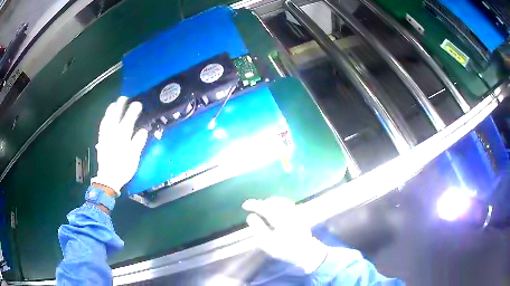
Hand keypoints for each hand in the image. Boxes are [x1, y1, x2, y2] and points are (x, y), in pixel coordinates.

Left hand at [91, 96, 147, 195]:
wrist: (108, 178)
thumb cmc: (123, 168)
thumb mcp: (134, 157)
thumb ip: (138, 142)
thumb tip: (143, 130)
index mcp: (122, 136)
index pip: (129, 119)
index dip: (134, 109)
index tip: (138, 103)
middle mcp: (113, 133)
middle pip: (116, 115)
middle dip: (120, 104)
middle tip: (124, 97)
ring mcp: (105, 135)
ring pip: (107, 118)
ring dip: (111, 109)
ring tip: (114, 103)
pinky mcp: (101, 140)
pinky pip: (102, 126)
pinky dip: (105, 118)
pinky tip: (106, 117)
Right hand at [242, 197, 327, 273]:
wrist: (306, 252)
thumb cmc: (285, 249)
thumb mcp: (268, 243)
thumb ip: (258, 228)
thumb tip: (250, 216)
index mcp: (280, 218)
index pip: (264, 207)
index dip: (253, 205)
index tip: (244, 205)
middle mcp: (288, 212)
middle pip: (274, 201)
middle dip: (262, 203)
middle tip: (253, 207)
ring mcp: (296, 212)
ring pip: (281, 201)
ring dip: (270, 202)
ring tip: (263, 207)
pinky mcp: (300, 215)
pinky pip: (287, 204)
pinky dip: (279, 203)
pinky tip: (276, 209)